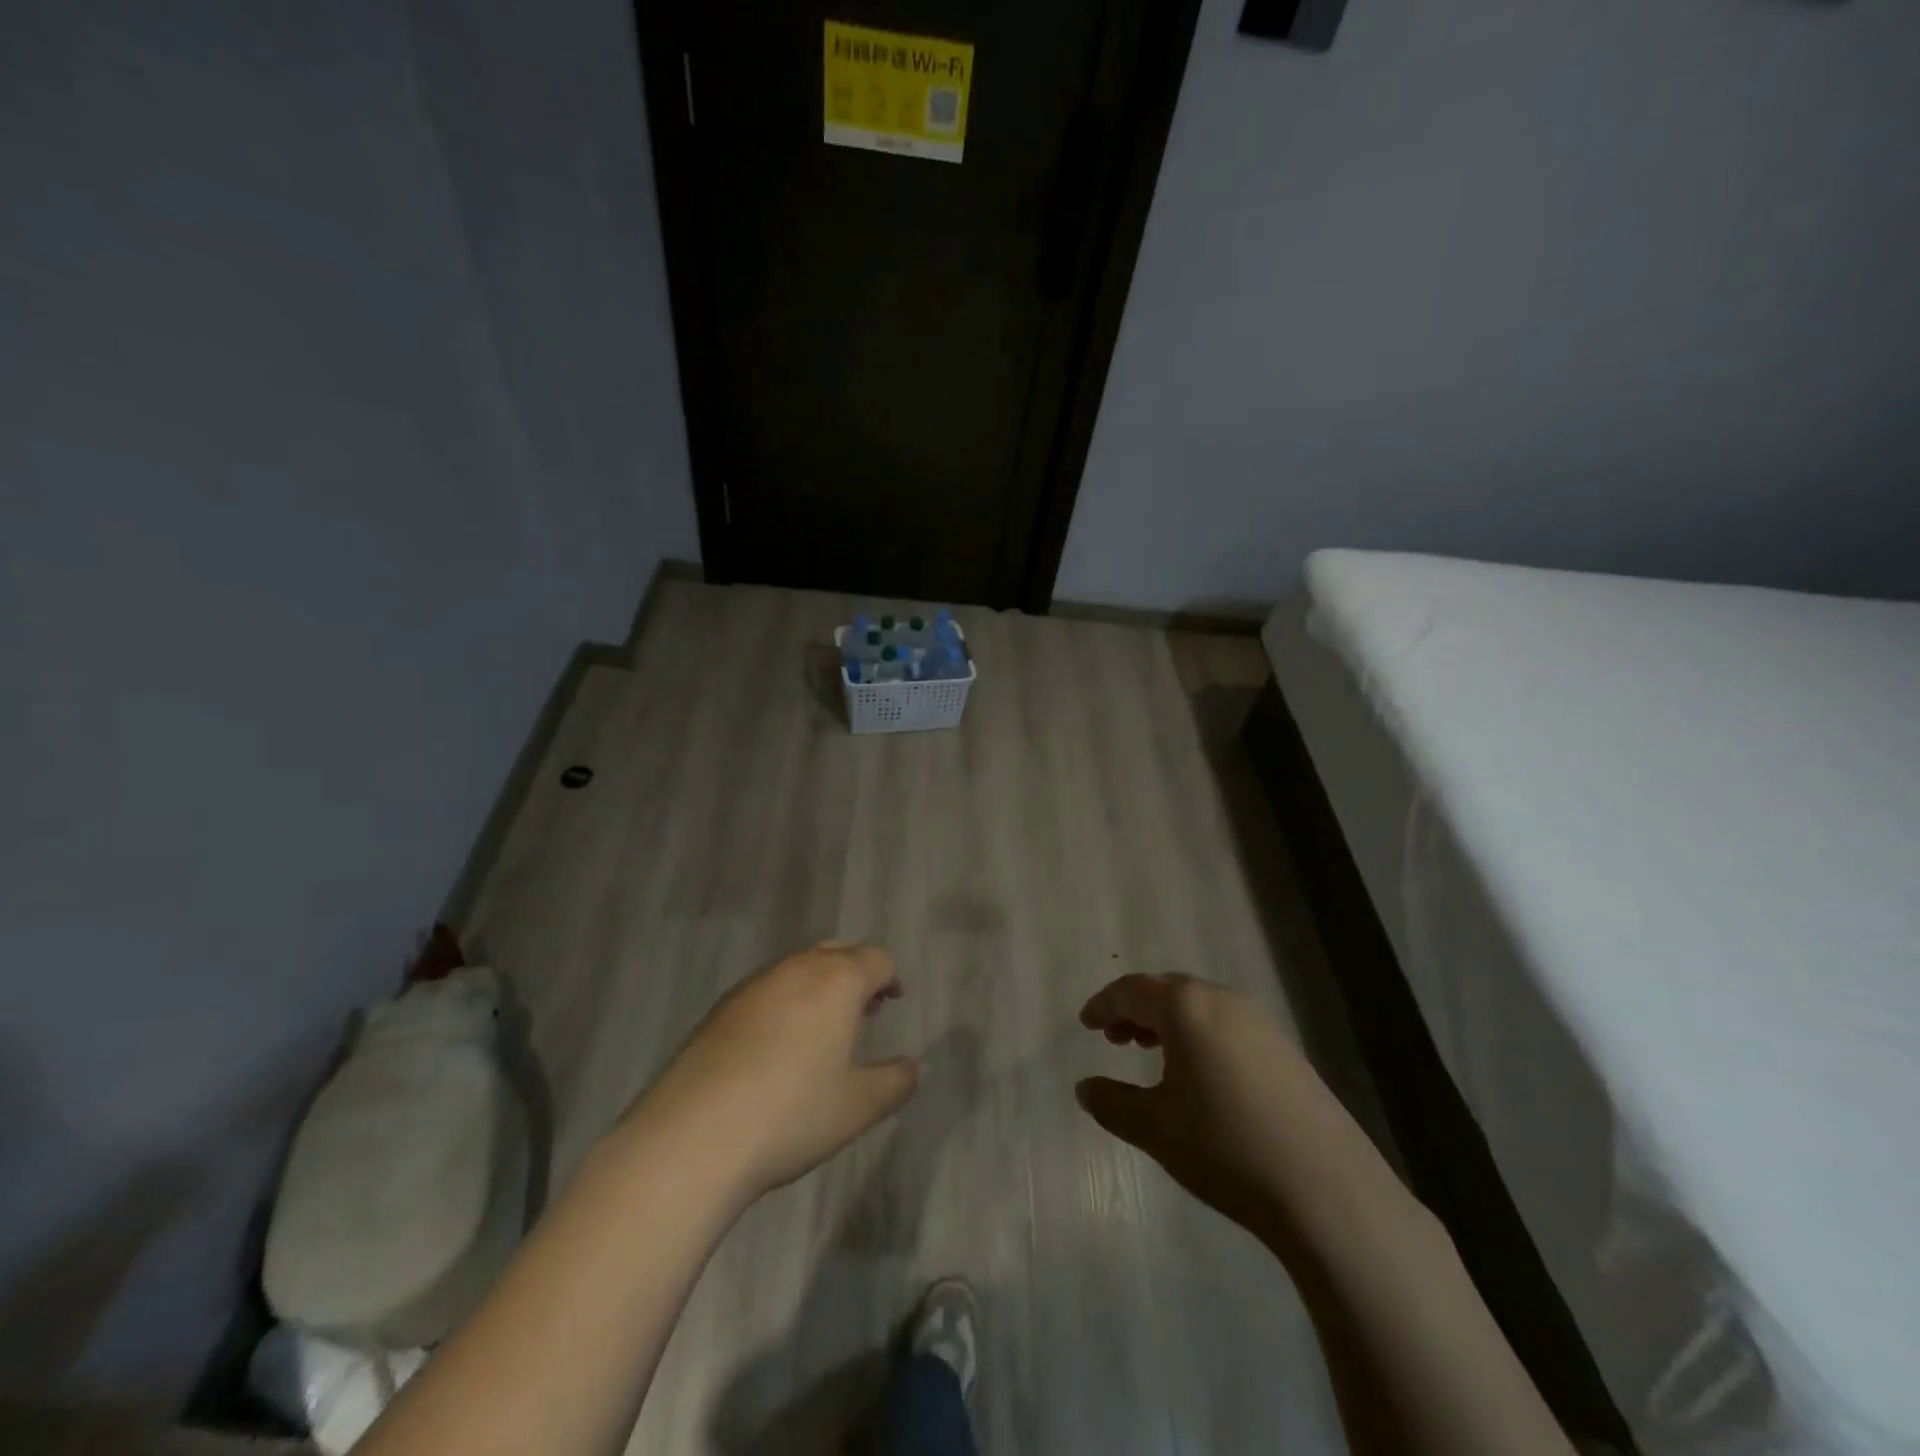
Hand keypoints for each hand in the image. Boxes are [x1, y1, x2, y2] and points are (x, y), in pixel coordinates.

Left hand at [624, 942, 918, 1203]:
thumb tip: (915, 1068)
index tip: (893, 1001)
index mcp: (837, 980)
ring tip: (821, 1030)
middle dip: (855, 974)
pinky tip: (776, 1048)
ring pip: (798, 968)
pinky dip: (784, 1003)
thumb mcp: (858, 1107)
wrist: (693, 1136)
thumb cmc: (792, 1114)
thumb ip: (896, 1082)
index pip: (876, 959)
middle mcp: (796, 968)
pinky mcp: (720, 1008)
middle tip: (863, 1011)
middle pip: (836, 952)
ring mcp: (753, 985)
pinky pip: (766, 989)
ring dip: (818, 986)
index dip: (891, 977)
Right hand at [1077, 974, 1402, 1245]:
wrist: (1328, 1191)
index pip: (1132, 990)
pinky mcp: (1285, 1049)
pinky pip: (1226, 1024)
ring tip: (1150, 1051)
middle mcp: (1223, 1000)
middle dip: (1135, 1009)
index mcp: (1186, 1007)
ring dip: (1168, 1022)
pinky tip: (1199, 1074)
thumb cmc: (1226, 1148)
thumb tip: (1084, 1087)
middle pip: (1167, 990)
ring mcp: (1260, 1023)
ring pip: (1199, 1006)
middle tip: (1113, 1037)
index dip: (1103, 1004)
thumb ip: (1112, 1102)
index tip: (1085, 1023)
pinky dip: (1199, 1035)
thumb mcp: (1155, 1128)